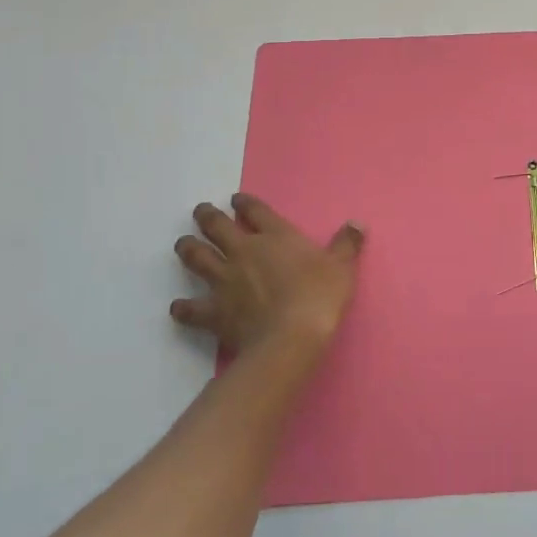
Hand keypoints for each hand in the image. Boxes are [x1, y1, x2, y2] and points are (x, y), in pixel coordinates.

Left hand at [171, 194, 363, 355]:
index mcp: (275, 236)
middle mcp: (244, 252)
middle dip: (207, 217)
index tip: (236, 199)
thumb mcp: (342, 266)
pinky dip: (183, 307)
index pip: (255, 211)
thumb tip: (357, 223)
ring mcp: (225, 281)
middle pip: (217, 227)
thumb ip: (347, 244)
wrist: (291, 336)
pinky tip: (178, 307)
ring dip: (188, 249)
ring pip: (197, 258)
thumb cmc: (320, 296)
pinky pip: (191, 308)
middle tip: (200, 211)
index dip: (244, 203)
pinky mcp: (214, 311)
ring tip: (182, 244)